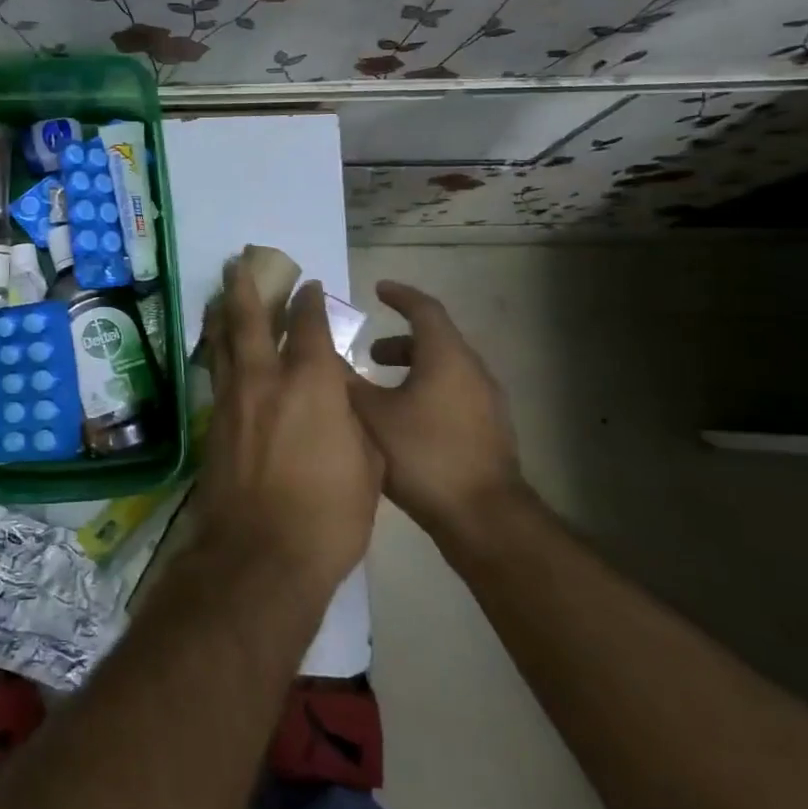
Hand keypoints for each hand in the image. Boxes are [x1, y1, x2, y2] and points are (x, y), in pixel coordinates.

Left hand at [199, 261, 382, 599]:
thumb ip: (352, 419)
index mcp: (311, 384)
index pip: (308, 326)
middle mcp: (266, 380)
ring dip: (222, 312)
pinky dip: (217, 350)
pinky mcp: (213, 423)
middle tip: (238, 261)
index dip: (309, 301)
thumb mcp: (367, 464)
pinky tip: (217, 349)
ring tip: (220, 292)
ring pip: (223, 342)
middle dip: (245, 286)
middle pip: (249, 319)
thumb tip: (340, 398)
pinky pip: (216, 372)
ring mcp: (233, 400)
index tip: (309, 285)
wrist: (261, 554)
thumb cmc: (329, 515)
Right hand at [346, 281, 524, 544]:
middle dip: (399, 340)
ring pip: (445, 369)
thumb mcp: (370, 414)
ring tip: (381, 388)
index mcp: (447, 357)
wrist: (484, 518)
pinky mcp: (489, 430)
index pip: (424, 309)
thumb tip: (319, 353)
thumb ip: (344, 380)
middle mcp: (473, 371)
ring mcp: (487, 403)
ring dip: (412, 368)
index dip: (399, 295)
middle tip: (368, 351)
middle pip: (436, 340)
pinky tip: (404, 421)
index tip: (377, 290)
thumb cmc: (423, 456)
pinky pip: (454, 393)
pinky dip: (426, 390)